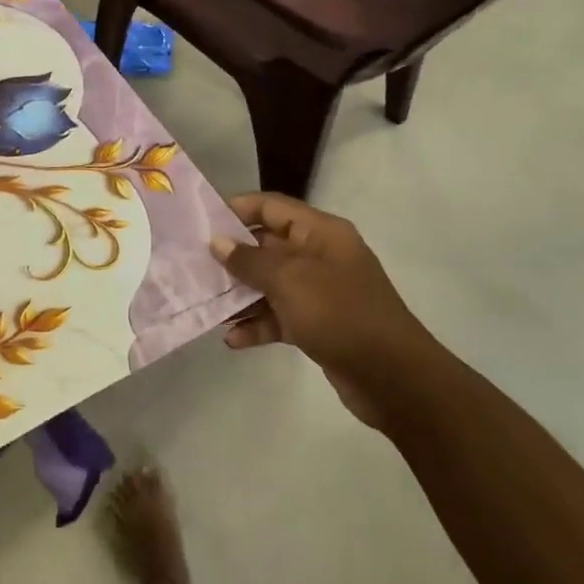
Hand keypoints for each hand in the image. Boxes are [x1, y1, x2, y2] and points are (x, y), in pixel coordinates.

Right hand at [210, 193, 434, 426]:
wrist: (392, 377)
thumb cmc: (340, 314)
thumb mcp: (290, 280)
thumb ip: (250, 260)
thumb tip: (218, 243)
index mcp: (321, 233)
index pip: (272, 207)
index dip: (236, 209)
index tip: (200, 222)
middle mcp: (319, 256)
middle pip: (266, 246)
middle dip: (230, 256)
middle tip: (191, 266)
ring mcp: (319, 292)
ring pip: (268, 284)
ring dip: (239, 295)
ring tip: (205, 304)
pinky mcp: (316, 325)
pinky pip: (278, 317)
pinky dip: (257, 325)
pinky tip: (232, 339)